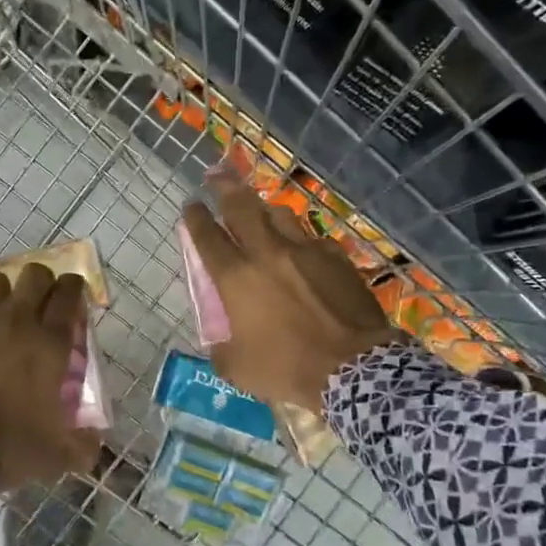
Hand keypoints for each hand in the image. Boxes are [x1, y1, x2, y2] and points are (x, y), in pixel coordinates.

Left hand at [0, 263, 99, 491]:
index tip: (74, 297)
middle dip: (43, 283)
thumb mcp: (56, 456)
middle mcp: (17, 320)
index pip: (69, 294)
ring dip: (4, 292)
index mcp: (50, 343)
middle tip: (41, 304)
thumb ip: (82, 446)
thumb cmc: (7, 446)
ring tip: (2, 312)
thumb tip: (93, 441)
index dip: (74, 289)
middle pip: (35, 275)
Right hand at [181, 173, 400, 410]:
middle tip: (216, 176)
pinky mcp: (336, 258)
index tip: (191, 206)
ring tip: (260, 210)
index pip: (207, 236)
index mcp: (236, 278)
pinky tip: (303, 250)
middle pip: (241, 207)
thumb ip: (221, 348)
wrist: (353, 367)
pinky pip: (312, 239)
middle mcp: (267, 253)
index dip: (195, 218)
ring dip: (264, 209)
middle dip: (225, 188)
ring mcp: (305, 251)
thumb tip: (221, 340)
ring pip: (279, 214)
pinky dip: (301, 240)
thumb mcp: (237, 368)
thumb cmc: (288, 369)